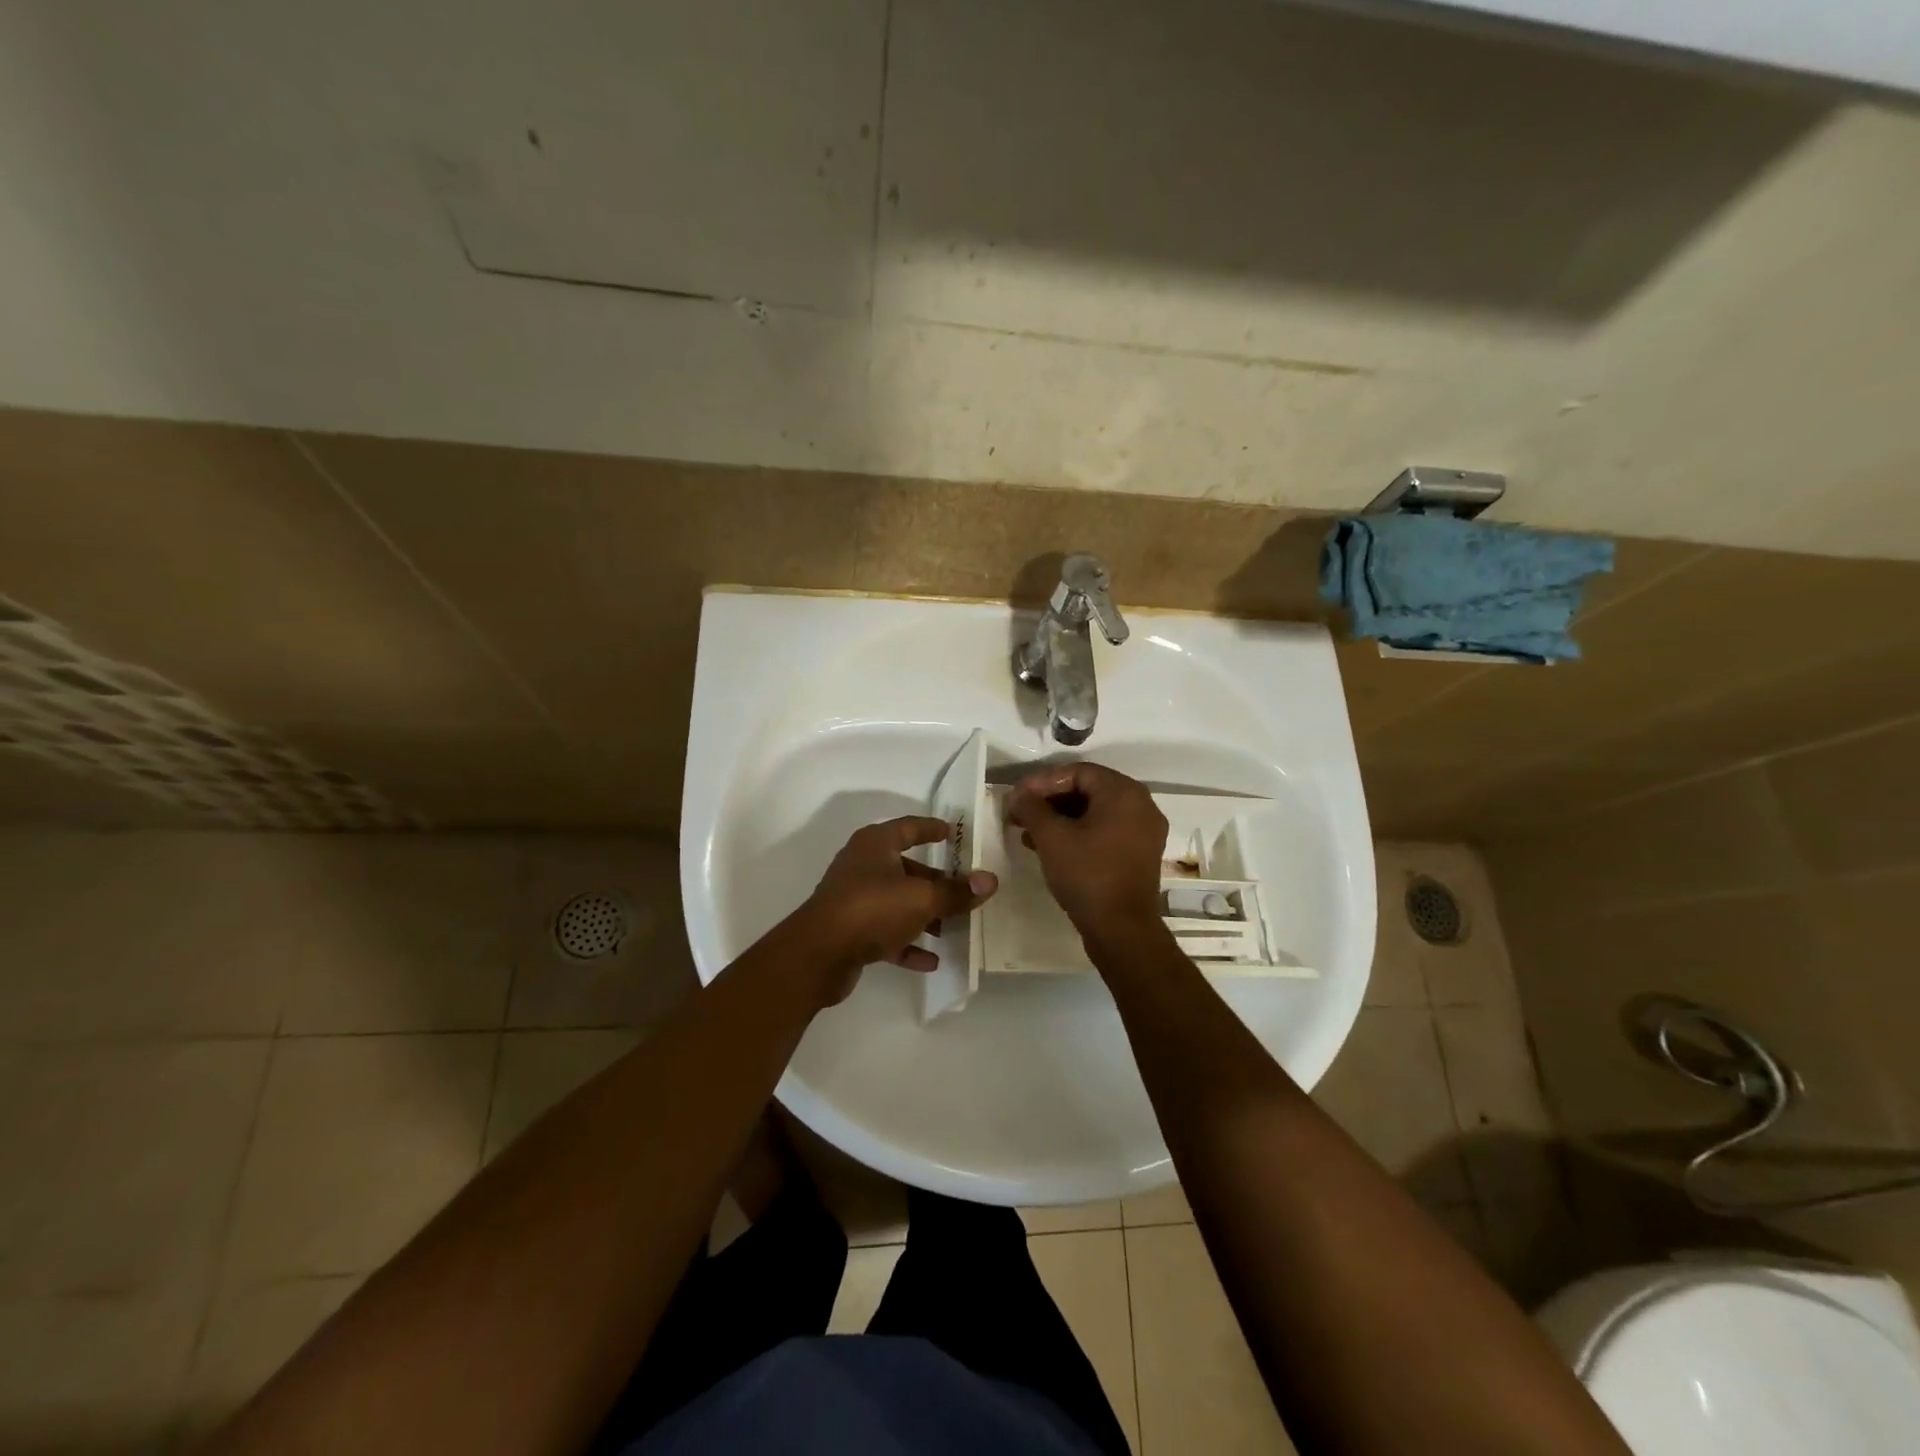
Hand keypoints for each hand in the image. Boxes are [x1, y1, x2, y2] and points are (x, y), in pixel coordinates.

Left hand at [803, 816, 997, 1002]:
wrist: (818, 954)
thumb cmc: (872, 909)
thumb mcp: (922, 899)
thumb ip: (956, 892)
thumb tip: (990, 880)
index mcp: (875, 845)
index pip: (909, 827)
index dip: (931, 829)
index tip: (952, 833)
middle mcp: (862, 866)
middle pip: (906, 869)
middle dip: (935, 882)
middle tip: (964, 891)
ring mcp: (854, 899)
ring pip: (897, 902)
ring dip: (924, 915)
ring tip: (953, 928)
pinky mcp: (850, 931)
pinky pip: (886, 933)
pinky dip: (907, 943)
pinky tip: (932, 960)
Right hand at [1005, 763, 1166, 935]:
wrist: (1122, 930)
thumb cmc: (1087, 875)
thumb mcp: (1052, 837)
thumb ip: (1031, 807)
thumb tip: (1017, 794)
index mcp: (1123, 792)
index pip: (1077, 771)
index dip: (1042, 781)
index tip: (1017, 797)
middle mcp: (1140, 805)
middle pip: (1087, 789)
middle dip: (1049, 800)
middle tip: (1020, 813)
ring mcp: (1143, 831)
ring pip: (1094, 812)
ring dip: (1060, 818)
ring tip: (1028, 833)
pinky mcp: (1139, 854)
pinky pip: (1105, 830)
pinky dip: (1078, 833)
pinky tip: (1050, 848)